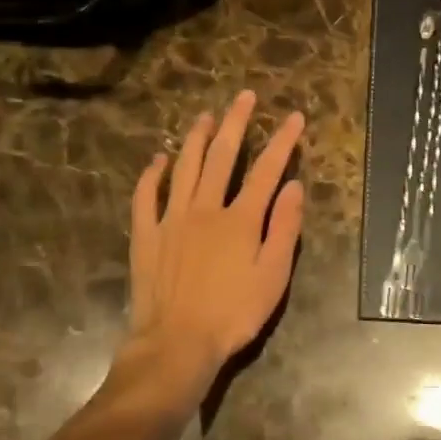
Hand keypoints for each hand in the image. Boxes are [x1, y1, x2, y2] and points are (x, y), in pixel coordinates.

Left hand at [121, 91, 305, 404]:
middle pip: (221, 155)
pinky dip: (152, 174)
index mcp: (240, 219)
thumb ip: (284, 228)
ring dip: (195, 138)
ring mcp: (171, 218)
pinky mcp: (146, 234)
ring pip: (184, 167)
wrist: (177, 342)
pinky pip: (146, 196)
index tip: (294, 117)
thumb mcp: (273, 276)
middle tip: (244, 97)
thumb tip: (294, 186)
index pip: (266, 170)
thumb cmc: (233, 313)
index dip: (283, 141)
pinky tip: (158, 159)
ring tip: (205, 116)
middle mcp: (205, 208)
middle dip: (235, 122)